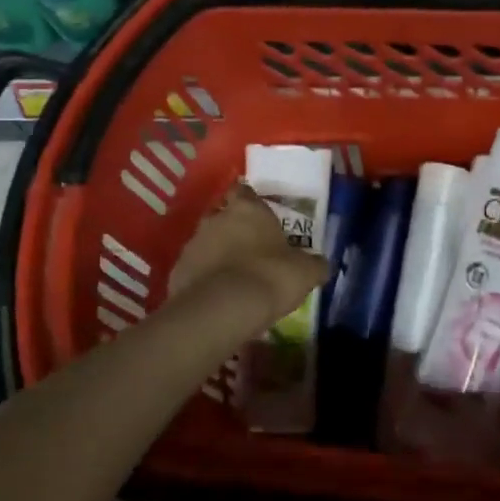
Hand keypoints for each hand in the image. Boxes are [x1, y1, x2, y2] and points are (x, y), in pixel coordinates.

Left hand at [168, 183, 328, 330]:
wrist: (223, 309)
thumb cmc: (270, 276)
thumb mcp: (305, 272)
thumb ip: (313, 264)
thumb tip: (321, 265)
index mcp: (247, 209)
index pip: (244, 191)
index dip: (251, 202)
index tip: (260, 215)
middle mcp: (216, 219)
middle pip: (223, 216)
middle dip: (234, 229)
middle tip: (250, 248)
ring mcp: (193, 244)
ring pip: (207, 242)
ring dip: (218, 254)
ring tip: (234, 277)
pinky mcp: (178, 271)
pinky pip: (195, 270)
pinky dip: (204, 278)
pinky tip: (218, 295)